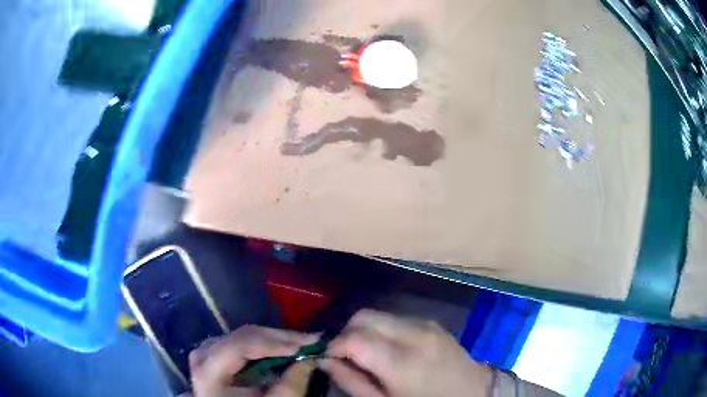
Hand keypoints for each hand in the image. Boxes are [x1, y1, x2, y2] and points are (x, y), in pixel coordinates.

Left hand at [189, 325, 318, 396]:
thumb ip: (290, 386)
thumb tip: (310, 359)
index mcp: (208, 371)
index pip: (241, 344)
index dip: (276, 342)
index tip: (308, 345)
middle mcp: (203, 354)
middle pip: (243, 336)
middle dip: (281, 338)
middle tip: (312, 341)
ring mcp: (207, 351)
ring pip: (244, 335)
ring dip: (275, 340)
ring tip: (300, 345)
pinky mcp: (214, 352)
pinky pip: (242, 341)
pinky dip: (264, 344)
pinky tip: (282, 349)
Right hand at [319, 309, 489, 396]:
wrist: (474, 395)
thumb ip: (351, 382)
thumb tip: (325, 361)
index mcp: (402, 362)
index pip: (354, 338)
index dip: (333, 345)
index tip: (328, 357)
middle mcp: (415, 334)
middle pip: (364, 316)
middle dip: (346, 332)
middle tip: (345, 354)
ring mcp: (428, 325)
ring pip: (380, 314)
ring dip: (365, 329)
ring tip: (367, 352)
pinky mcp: (435, 323)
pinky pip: (398, 318)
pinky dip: (384, 329)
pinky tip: (389, 349)